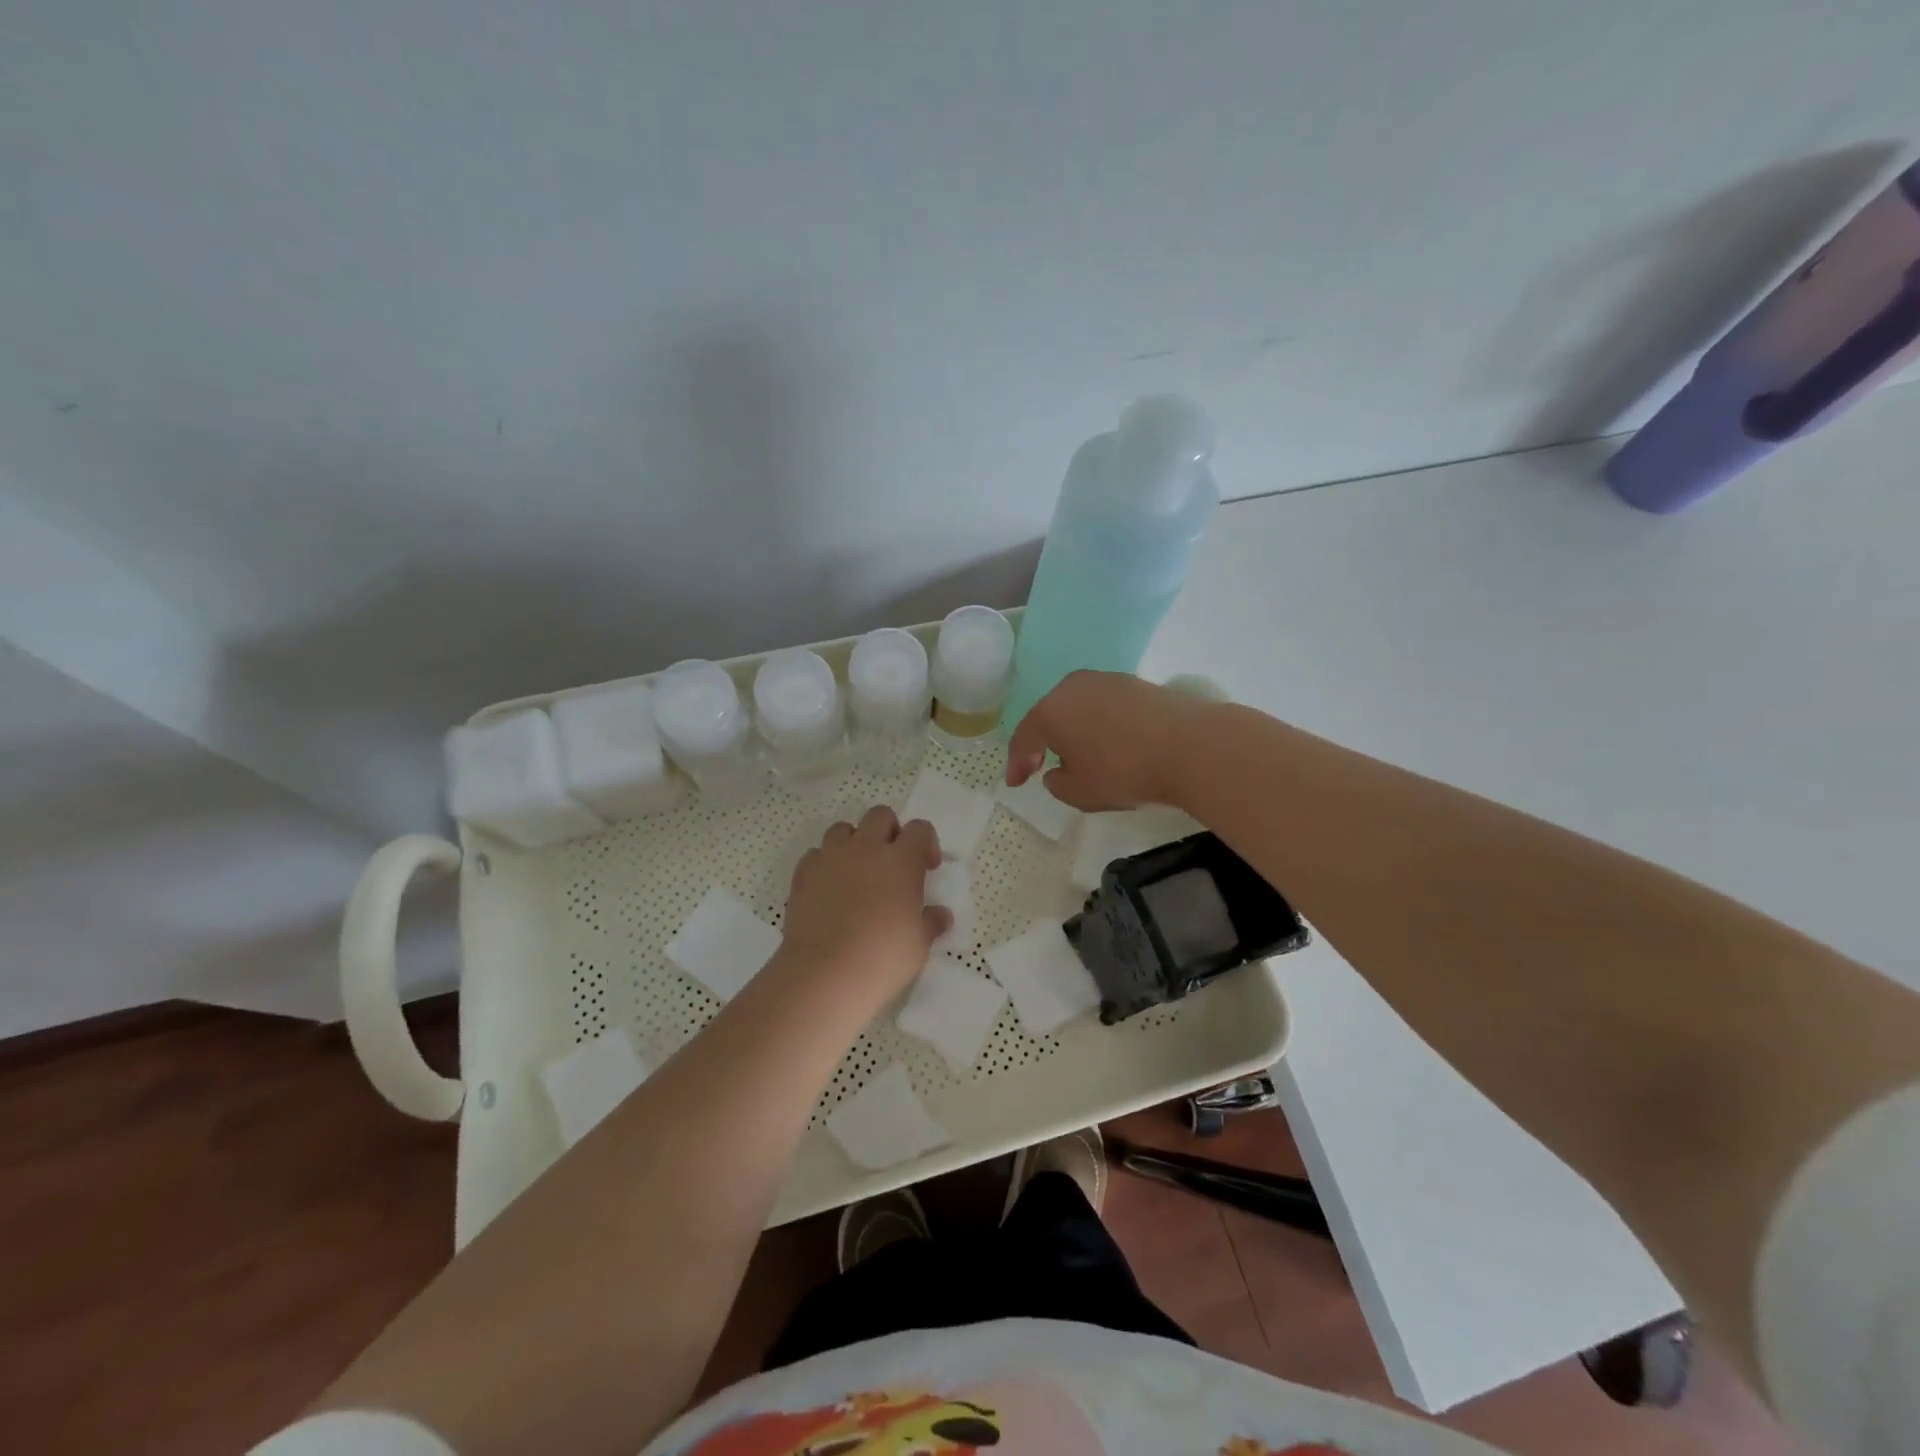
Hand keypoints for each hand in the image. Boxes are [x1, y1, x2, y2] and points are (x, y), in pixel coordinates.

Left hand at [781, 806, 948, 1001]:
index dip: (926, 843)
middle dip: (889, 831)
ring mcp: (831, 857)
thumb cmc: (883, 958)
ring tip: (857, 872)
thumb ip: (931, 922)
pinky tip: (829, 889)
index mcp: (901, 860)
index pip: (920, 829)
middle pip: (880, 816)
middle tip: (891, 863)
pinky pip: (816, 854)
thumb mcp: (919, 945)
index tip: (927, 868)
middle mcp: (866, 848)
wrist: (825, 973)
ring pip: (843, 829)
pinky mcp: (804, 873)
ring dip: (854, 843)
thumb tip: (940, 915)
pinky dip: (825, 864)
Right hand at [1005, 670, 1209, 811]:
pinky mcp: (1133, 683)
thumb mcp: (1080, 793)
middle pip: (1048, 716)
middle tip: (1041, 765)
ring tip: (1079, 755)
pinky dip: (1097, 724)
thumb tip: (1056, 771)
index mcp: (1050, 711)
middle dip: (1043, 741)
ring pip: (1076, 707)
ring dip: (1072, 730)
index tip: (1015, 783)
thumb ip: (1057, 784)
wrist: (1190, 746)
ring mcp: (1105, 680)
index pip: (1023, 738)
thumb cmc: (1124, 771)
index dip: (1016, 764)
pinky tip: (1108, 742)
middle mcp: (1072, 687)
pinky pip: (1102, 706)